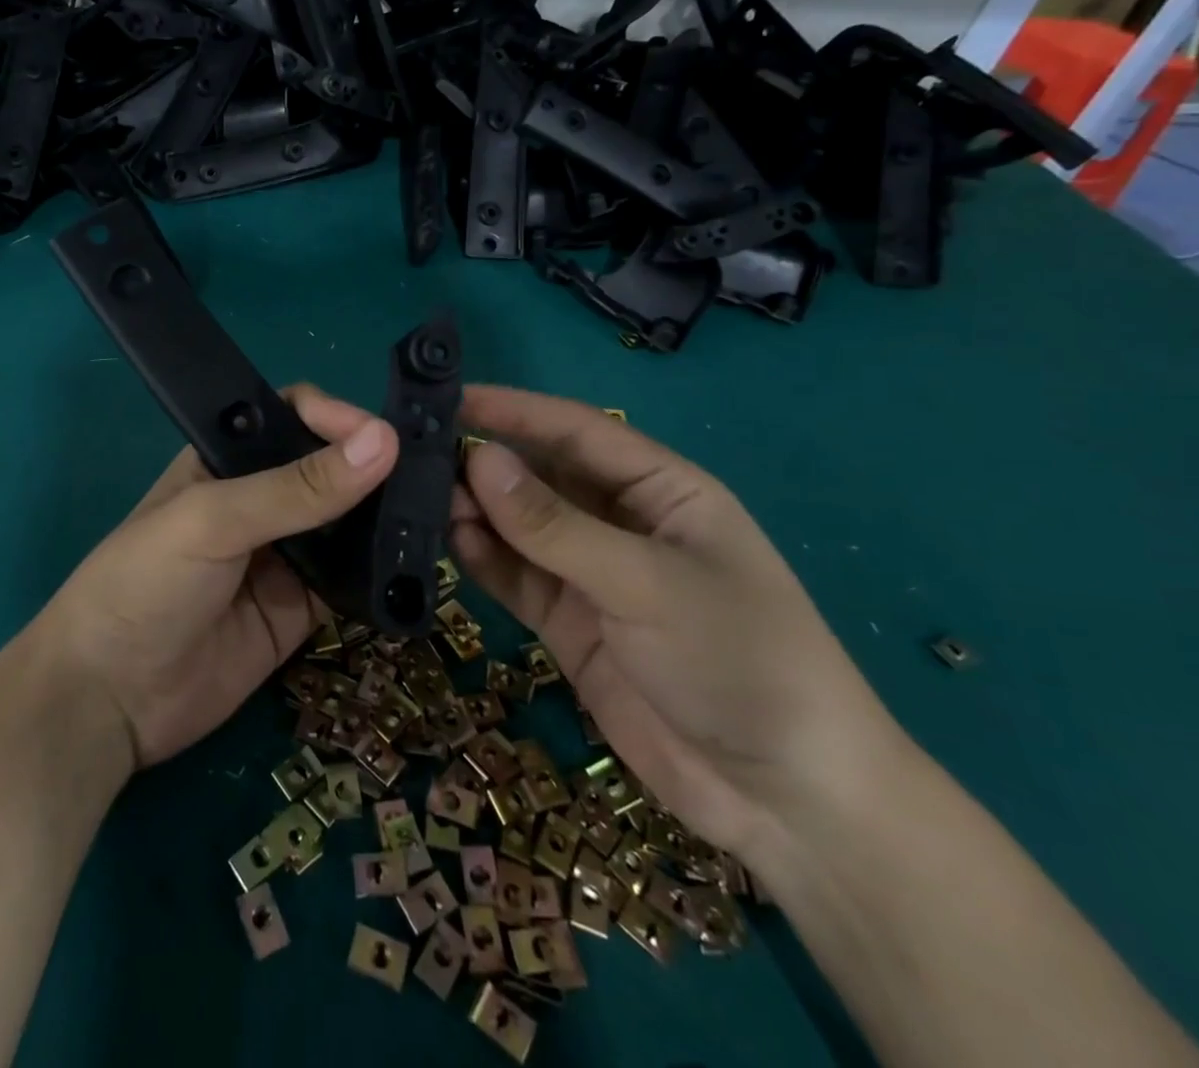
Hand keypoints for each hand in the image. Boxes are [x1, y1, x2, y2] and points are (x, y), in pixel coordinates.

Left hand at [32, 385, 397, 769]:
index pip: (294, 416)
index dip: (338, 417)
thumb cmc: (143, 584)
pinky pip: (351, 580)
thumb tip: (383, 442)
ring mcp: (284, 556)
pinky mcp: (301, 608)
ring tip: (439, 512)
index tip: (385, 436)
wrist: (108, 701)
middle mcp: (260, 500)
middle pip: (329, 467)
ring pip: (347, 523)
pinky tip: (418, 565)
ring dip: (385, 517)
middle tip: (434, 472)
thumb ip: (295, 488)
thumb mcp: (213, 521)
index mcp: (227, 459)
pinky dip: (381, 573)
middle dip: (374, 466)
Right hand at [449, 385, 902, 866]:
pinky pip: (515, 577)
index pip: (575, 431)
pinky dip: (482, 559)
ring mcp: (591, 574)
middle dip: (484, 462)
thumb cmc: (738, 660)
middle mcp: (620, 522)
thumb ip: (555, 525)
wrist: (784, 800)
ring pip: (519, 527)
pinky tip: (448, 543)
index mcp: (660, 489)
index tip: (448, 398)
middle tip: (414, 454)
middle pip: (540, 476)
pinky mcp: (568, 622)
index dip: (513, 410)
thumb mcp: (646, 582)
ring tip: (418, 499)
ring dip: (475, 511)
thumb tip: (478, 459)